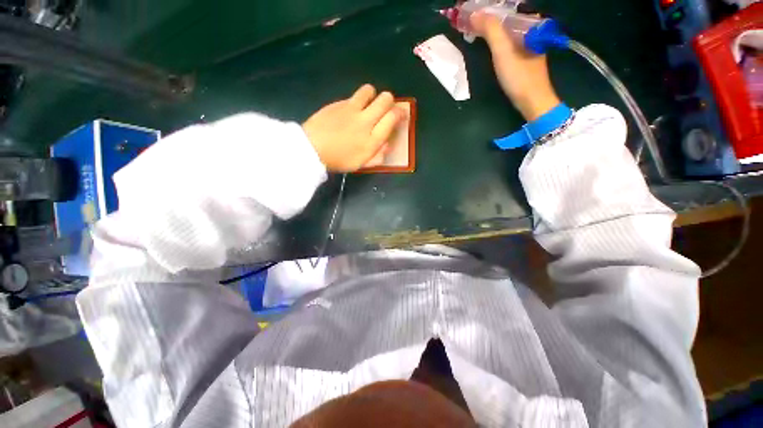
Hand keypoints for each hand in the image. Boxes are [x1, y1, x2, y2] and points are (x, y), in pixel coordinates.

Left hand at [303, 85, 404, 171]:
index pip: (393, 118)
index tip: (400, 114)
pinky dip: (355, 101)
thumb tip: (388, 145)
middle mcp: (365, 120)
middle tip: (385, 108)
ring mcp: (351, 108)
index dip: (400, 114)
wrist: (312, 149)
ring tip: (367, 105)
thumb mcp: (361, 164)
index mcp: (372, 139)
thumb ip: (378, 155)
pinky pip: (352, 96)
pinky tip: (348, 112)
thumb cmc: (338, 160)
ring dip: (372, 95)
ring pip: (369, 90)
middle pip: (385, 99)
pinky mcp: (338, 103)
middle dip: (389, 101)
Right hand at [470, 12, 560, 120]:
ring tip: (474, 30)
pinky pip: (508, 41)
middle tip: (469, 22)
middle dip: (488, 20)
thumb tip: (475, 14)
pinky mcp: (524, 56)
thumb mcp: (503, 51)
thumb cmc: (519, 76)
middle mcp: (531, 30)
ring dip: (491, 30)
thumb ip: (490, 30)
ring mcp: (529, 44)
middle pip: (507, 19)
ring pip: (507, 30)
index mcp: (530, 24)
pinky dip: (496, 40)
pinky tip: (487, 44)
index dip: (488, 11)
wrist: (532, 101)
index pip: (506, 10)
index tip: (471, 14)